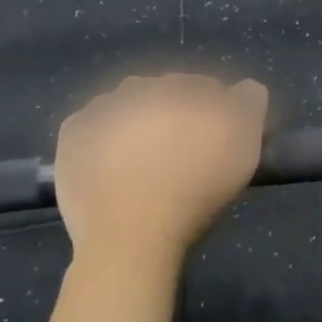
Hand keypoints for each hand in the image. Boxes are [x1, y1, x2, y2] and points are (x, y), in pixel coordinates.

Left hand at [53, 73, 269, 266]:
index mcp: (181, 85)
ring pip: (125, 108)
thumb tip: (244, 88)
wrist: (131, 236)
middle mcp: (139, 86)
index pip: (204, 89)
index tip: (215, 144)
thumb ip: (249, 103)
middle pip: (163, 95)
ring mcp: (100, 108)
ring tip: (142, 165)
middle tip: (179, 156)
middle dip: (172, 115)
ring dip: (135, 124)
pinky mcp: (71, 135)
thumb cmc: (195, 190)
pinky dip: (100, 141)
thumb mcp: (245, 145)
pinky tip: (109, 167)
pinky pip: (91, 128)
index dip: (214, 114)